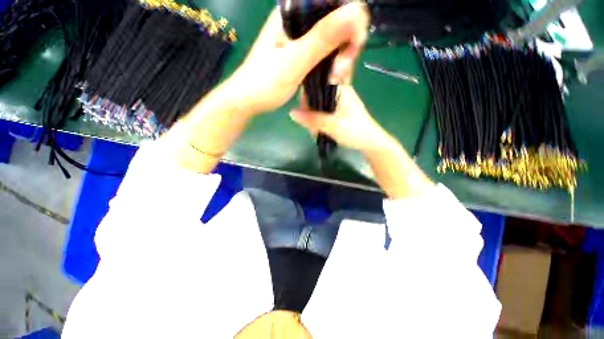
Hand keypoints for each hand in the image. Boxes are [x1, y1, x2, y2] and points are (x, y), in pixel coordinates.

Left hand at [228, 3, 368, 114]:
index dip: (351, 24)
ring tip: (334, 79)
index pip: (335, 3)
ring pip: (335, 37)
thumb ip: (322, 38)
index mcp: (293, 11)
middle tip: (339, 74)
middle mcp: (299, 18)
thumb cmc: (266, 83)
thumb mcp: (294, 62)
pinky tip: (331, 77)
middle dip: (347, 46)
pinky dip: (333, 64)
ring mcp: (301, 35)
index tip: (349, 53)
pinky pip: (327, 51)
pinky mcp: (303, 51)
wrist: (249, 99)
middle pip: (338, 20)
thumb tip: (356, 11)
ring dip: (341, 58)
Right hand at [290, 86, 393, 153]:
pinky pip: (325, 112)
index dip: (306, 96)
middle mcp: (339, 91)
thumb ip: (312, 119)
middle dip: (310, 111)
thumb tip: (291, 113)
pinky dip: (320, 121)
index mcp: (339, 88)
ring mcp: (340, 102)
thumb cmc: (353, 130)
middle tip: (310, 127)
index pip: (316, 83)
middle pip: (317, 95)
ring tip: (316, 132)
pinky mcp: (340, 111)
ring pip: (320, 105)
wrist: (370, 142)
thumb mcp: (330, 125)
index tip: (302, 112)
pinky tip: (320, 131)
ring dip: (315, 119)